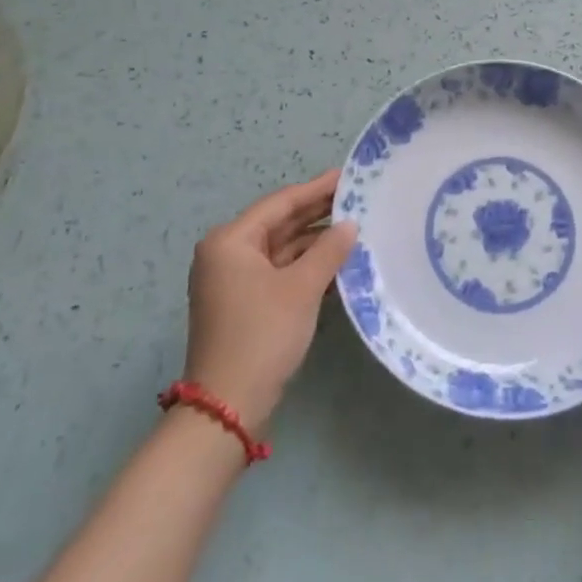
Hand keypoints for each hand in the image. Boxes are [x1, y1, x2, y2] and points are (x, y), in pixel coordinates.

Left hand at [183, 171, 358, 430]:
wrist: (227, 406)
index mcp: (230, 241)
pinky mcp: (242, 303)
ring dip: (313, 241)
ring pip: (279, 249)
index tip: (346, 175)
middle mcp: (226, 254)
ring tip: (353, 227)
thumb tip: (350, 225)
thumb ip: (328, 250)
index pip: (280, 204)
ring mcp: (232, 280)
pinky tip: (336, 262)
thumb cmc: (262, 334)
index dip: (316, 189)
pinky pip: (277, 271)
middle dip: (316, 213)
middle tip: (355, 197)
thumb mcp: (301, 288)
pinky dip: (304, 265)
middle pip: (278, 224)